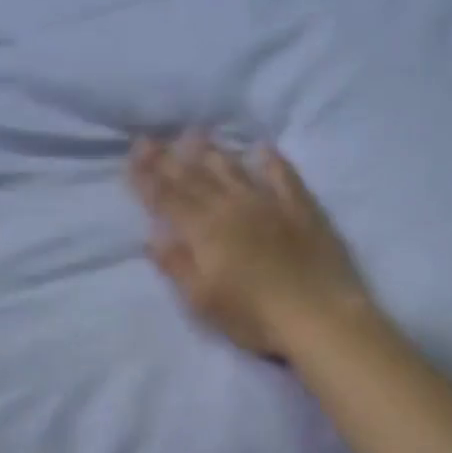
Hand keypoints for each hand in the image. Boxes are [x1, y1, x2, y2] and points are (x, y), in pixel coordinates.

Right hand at [129, 134, 372, 358]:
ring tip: (194, 135)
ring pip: (233, 169)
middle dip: (168, 158)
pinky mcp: (302, 209)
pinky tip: (262, 149)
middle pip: (194, 178)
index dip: (147, 178)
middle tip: (149, 138)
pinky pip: (283, 176)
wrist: (320, 316)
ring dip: (211, 151)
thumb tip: (153, 238)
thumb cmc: (255, 317)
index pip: (168, 198)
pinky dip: (270, 161)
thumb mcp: (204, 301)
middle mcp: (233, 207)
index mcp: (205, 231)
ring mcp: (270, 203)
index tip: (131, 157)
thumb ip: (177, 266)